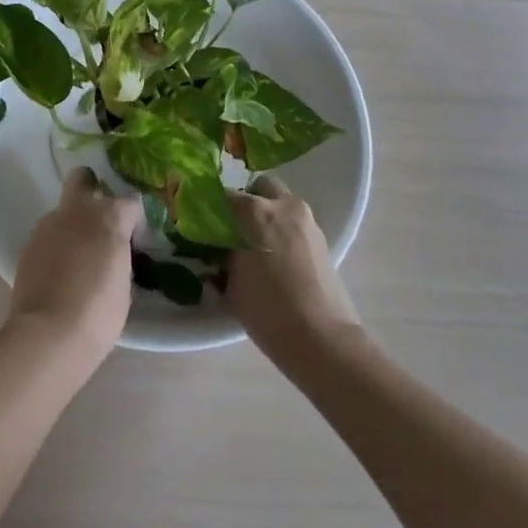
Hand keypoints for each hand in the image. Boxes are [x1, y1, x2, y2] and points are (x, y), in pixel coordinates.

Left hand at [8, 167, 138, 365]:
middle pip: (83, 178)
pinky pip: (47, 235)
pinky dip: (55, 246)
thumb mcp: (125, 286)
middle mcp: (78, 211)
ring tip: (76, 256)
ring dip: (71, 225)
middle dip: (90, 189)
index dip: (133, 219)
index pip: (130, 202)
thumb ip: (121, 259)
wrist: (49, 334)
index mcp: (110, 217)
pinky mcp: (28, 244)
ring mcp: (49, 225)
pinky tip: (58, 272)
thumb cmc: (99, 312)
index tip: (133, 239)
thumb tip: (115, 256)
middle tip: (98, 220)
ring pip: (62, 211)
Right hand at [227, 175, 360, 365]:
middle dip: (247, 201)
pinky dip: (284, 229)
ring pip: (282, 202)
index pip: (224, 195)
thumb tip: (222, 246)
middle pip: (260, 187)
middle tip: (235, 228)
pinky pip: (296, 222)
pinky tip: (277, 257)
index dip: (212, 207)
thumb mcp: (232, 283)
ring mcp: (307, 220)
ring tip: (257, 244)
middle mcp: (283, 205)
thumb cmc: (268, 311)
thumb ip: (225, 255)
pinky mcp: (322, 238)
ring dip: (268, 214)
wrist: (322, 339)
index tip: (204, 222)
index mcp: (254, 211)